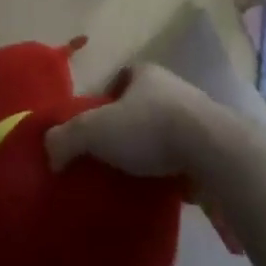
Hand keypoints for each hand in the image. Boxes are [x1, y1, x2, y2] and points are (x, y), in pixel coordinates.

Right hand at [45, 63, 214, 176]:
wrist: (215, 154)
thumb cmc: (150, 128)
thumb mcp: (95, 129)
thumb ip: (66, 138)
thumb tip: (49, 153)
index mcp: (145, 73)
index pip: (119, 79)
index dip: (104, 100)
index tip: (94, 127)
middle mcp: (173, 89)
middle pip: (142, 106)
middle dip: (128, 128)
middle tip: (110, 156)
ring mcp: (199, 119)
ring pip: (166, 133)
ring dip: (153, 152)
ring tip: (135, 178)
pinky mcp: (216, 150)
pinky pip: (186, 160)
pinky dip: (174, 174)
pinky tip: (162, 193)